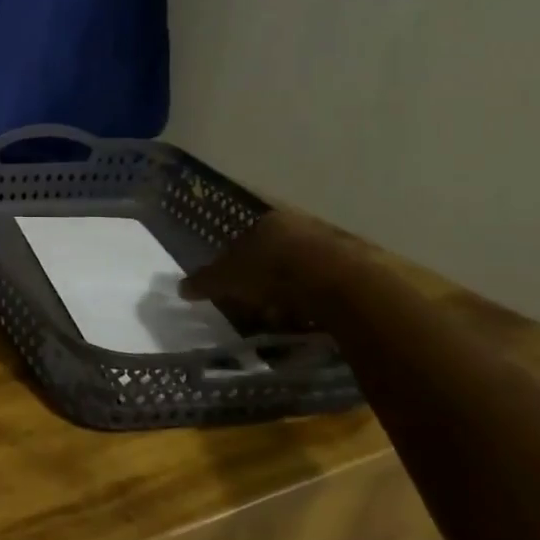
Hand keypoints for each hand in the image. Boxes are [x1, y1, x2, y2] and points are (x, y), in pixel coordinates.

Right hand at [179, 210, 370, 327]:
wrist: (341, 286)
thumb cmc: (273, 272)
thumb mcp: (226, 279)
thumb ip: (204, 281)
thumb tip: (181, 287)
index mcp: (268, 220)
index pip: (244, 236)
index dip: (234, 261)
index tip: (230, 284)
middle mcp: (301, 225)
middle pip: (275, 252)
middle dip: (263, 277)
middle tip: (253, 302)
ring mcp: (333, 244)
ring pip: (302, 268)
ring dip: (290, 290)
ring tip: (280, 317)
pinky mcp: (359, 269)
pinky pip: (326, 286)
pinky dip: (314, 301)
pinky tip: (308, 319)